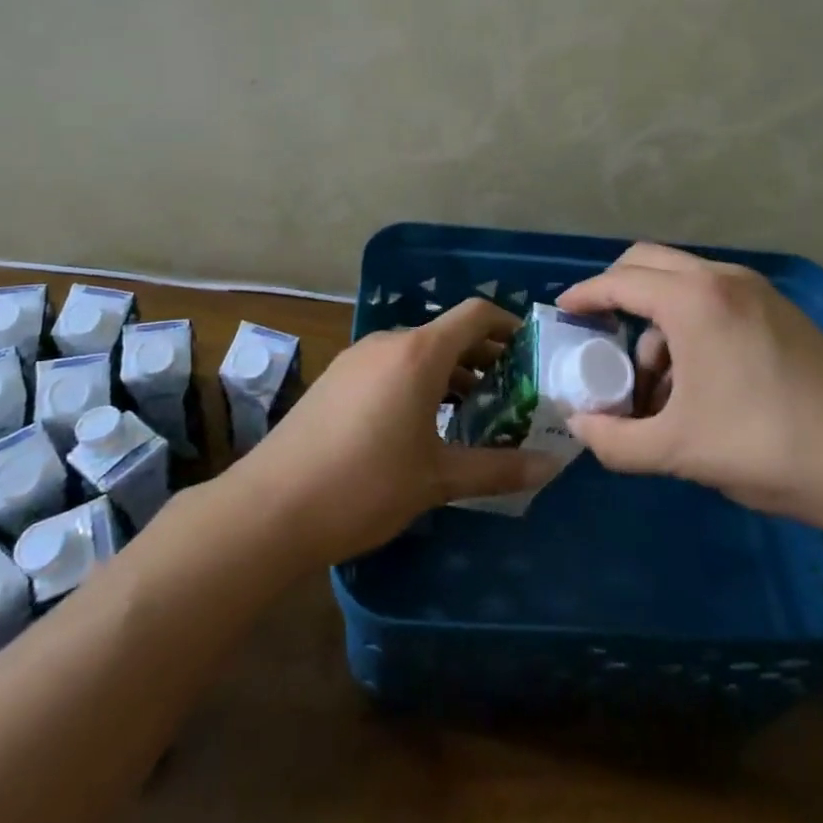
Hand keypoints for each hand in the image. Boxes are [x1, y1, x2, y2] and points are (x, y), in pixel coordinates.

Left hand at [226, 299, 557, 565]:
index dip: (509, 326)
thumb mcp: (437, 478)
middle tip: (512, 393)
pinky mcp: (335, 379)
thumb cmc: (365, 485)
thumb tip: (551, 466)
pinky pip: (390, 367)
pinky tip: (422, 425)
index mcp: (419, 353)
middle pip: (447, 334)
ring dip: (450, 374)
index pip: (475, 315)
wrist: (271, 507)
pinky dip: (417, 383)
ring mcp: (356, 359)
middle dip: (484, 358)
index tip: (532, 353)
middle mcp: (388, 343)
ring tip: (473, 413)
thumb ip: (497, 468)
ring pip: (417, 353)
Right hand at [557, 243, 822, 536]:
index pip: (620, 281)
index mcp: (693, 300)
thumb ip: (615, 441)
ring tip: (655, 384)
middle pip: (650, 263)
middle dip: (617, 291)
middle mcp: (724, 280)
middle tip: (598, 331)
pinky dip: (691, 326)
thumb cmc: (766, 444)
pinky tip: (699, 383)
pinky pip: (717, 301)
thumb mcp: (678, 451)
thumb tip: (579, 427)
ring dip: (657, 319)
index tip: (562, 310)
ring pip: (685, 284)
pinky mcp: (782, 314)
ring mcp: (760, 293)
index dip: (584, 294)